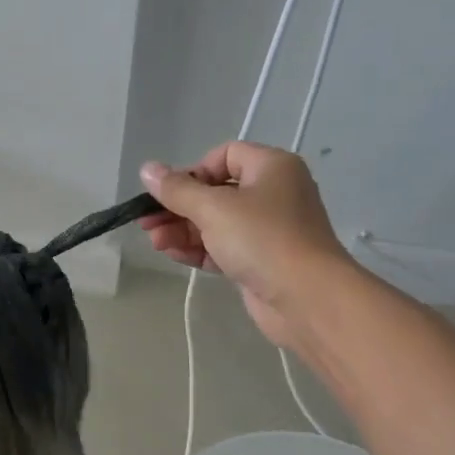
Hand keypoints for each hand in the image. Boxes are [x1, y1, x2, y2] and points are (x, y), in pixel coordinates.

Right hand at [137, 142, 348, 346]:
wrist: (307, 298)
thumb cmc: (262, 239)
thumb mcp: (213, 209)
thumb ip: (177, 190)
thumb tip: (147, 169)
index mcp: (271, 167)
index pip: (225, 156)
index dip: (193, 171)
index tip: (170, 193)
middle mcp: (273, 193)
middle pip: (216, 192)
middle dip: (178, 207)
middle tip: (147, 222)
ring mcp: (268, 230)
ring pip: (217, 222)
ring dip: (183, 230)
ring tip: (155, 242)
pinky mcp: (261, 261)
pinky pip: (224, 247)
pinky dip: (199, 249)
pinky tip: (172, 254)